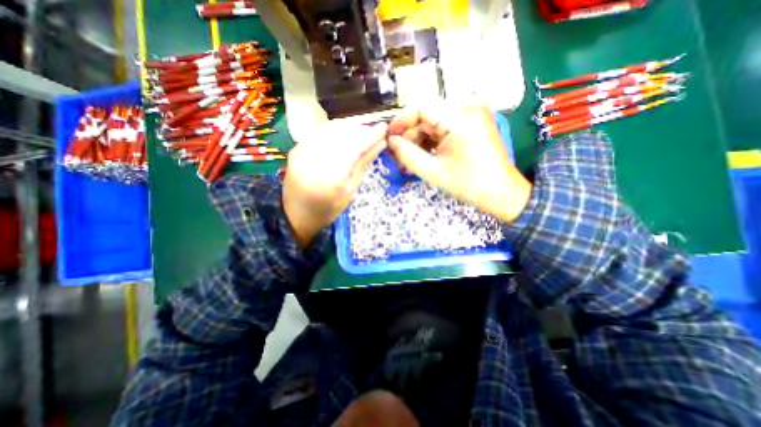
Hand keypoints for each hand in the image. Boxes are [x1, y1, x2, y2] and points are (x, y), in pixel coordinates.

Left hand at [282, 120, 386, 248]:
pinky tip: (344, 136)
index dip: (370, 135)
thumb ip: (362, 164)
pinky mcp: (296, 148)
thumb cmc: (328, 209)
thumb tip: (379, 144)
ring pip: (331, 129)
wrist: (296, 214)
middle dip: (361, 129)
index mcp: (331, 177)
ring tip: (362, 133)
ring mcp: (302, 152)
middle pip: (342, 134)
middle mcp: (314, 160)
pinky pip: (320, 132)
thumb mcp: (349, 191)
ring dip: (349, 128)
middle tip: (374, 133)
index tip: (383, 128)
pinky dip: (336, 131)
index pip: (354, 147)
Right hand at [388, 102, 529, 222]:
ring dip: (418, 141)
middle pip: (427, 116)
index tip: (388, 137)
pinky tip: (422, 157)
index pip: (421, 108)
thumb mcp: (433, 172)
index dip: (401, 121)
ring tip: (408, 161)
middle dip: (409, 136)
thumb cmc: (468, 185)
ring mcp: (470, 116)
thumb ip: (407, 154)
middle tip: (397, 155)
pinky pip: (444, 129)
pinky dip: (431, 142)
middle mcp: (467, 109)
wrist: (501, 193)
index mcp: (460, 118)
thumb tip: (391, 141)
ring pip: (433, 123)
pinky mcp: (471, 125)